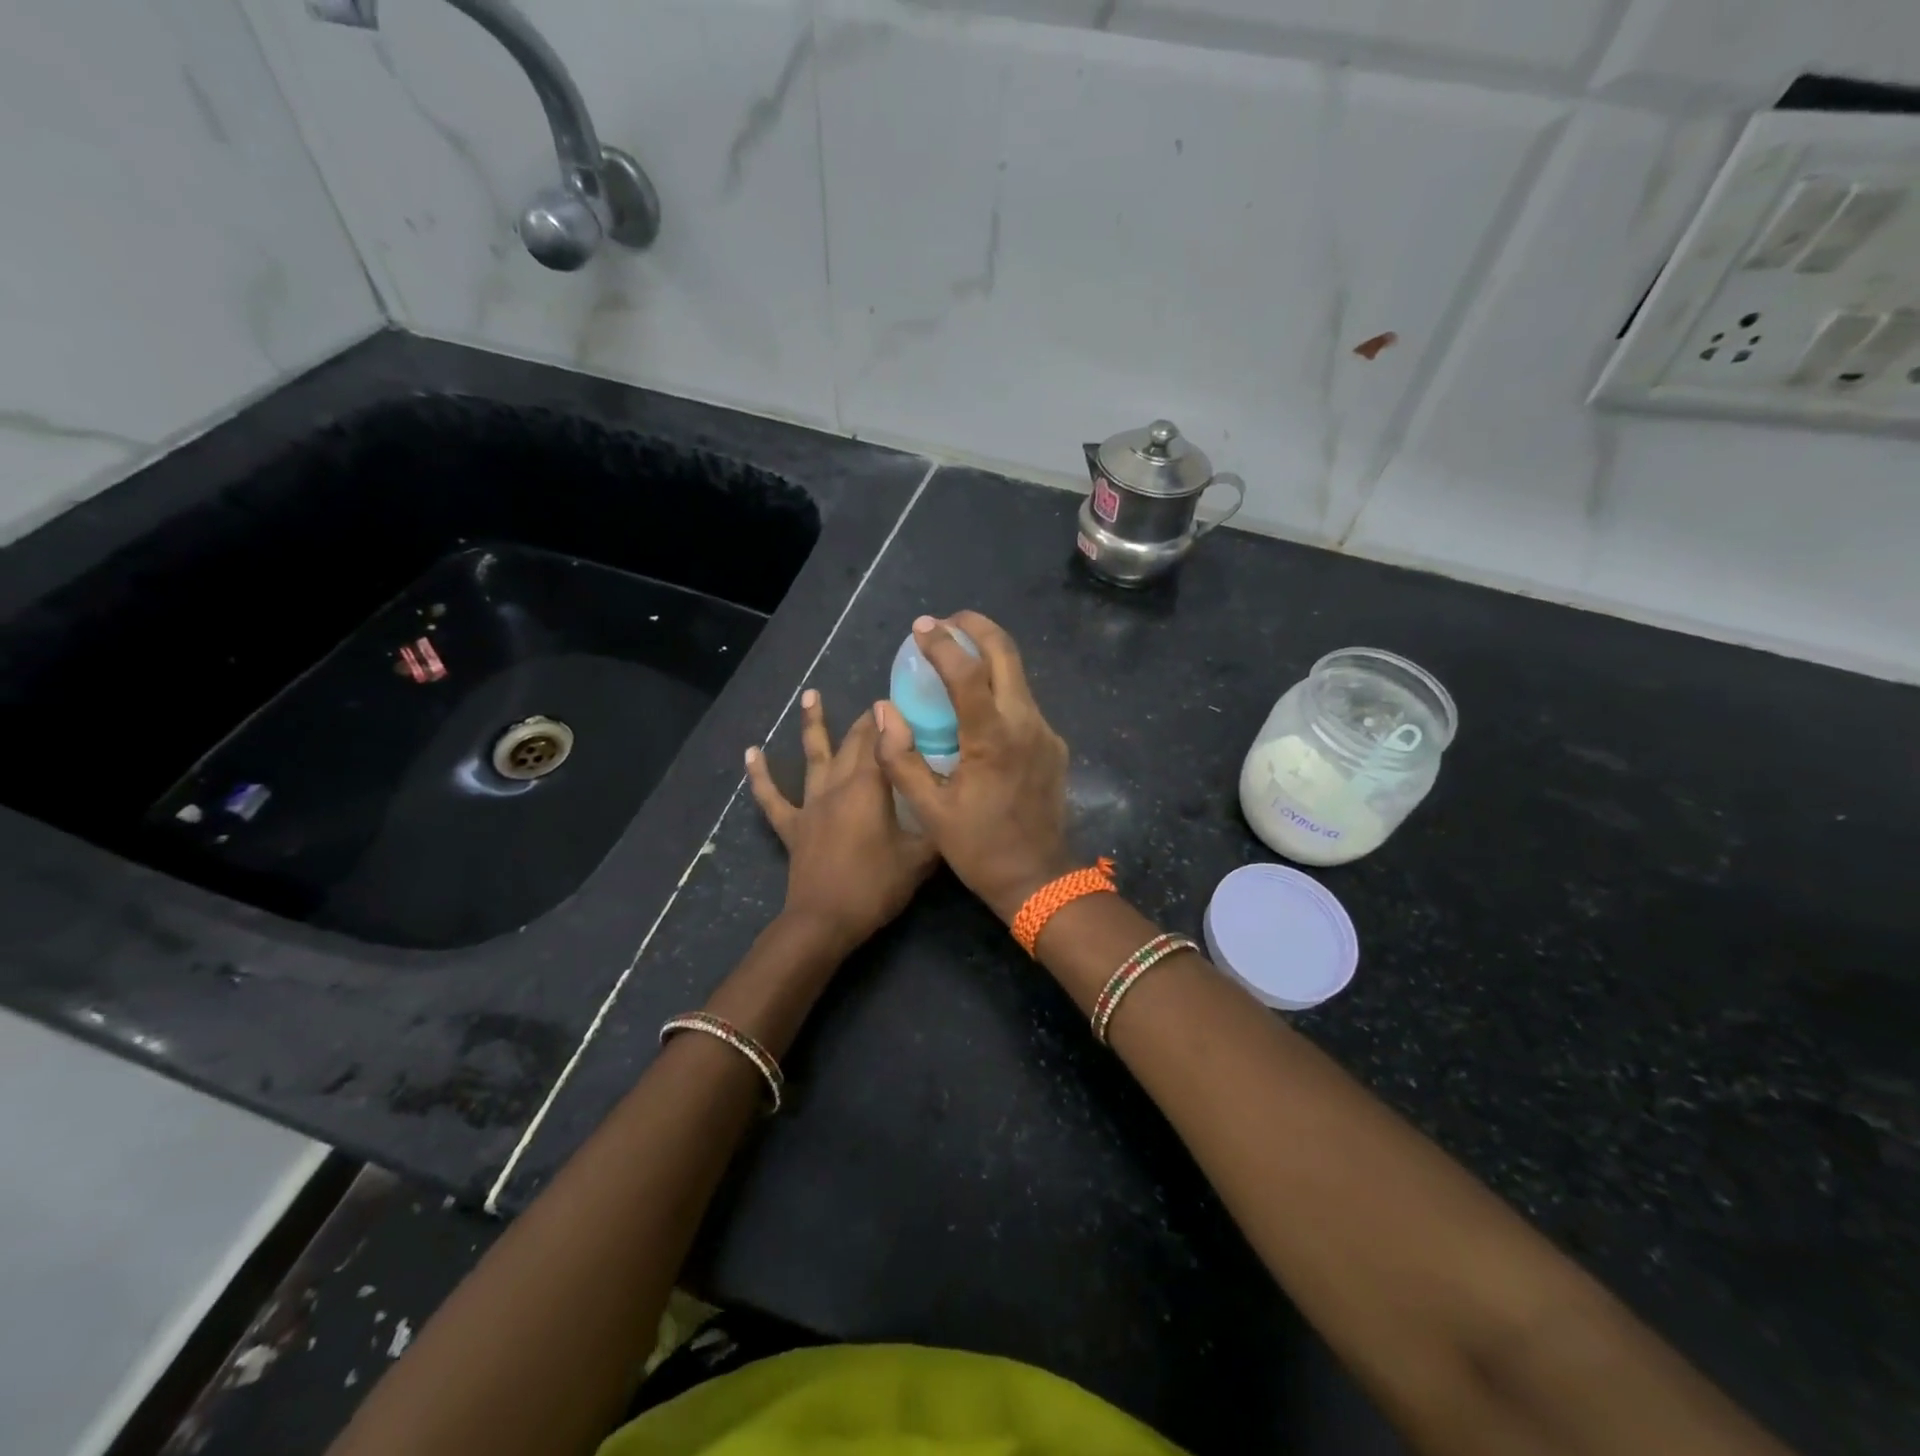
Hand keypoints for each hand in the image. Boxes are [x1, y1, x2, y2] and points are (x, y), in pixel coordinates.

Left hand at [746, 690, 938, 953]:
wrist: (824, 921)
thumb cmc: (875, 887)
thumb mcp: (920, 859)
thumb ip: (936, 828)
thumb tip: (952, 807)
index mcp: (869, 788)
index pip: (881, 741)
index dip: (890, 720)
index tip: (902, 701)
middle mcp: (837, 786)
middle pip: (851, 744)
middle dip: (864, 721)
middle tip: (876, 704)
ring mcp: (811, 805)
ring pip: (812, 757)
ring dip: (811, 724)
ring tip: (810, 695)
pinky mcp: (793, 826)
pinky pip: (772, 797)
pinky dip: (760, 775)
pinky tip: (750, 752)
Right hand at [875, 612, 1073, 922]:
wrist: (1039, 879)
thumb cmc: (979, 848)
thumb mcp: (929, 810)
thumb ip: (900, 758)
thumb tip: (883, 711)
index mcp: (993, 739)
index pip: (968, 673)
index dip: (942, 644)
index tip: (920, 627)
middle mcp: (1026, 724)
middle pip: (1007, 654)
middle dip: (976, 628)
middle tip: (945, 622)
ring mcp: (1045, 733)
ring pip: (1019, 675)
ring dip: (989, 655)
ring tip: (956, 655)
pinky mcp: (1053, 745)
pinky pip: (1024, 703)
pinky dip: (1000, 688)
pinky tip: (978, 705)